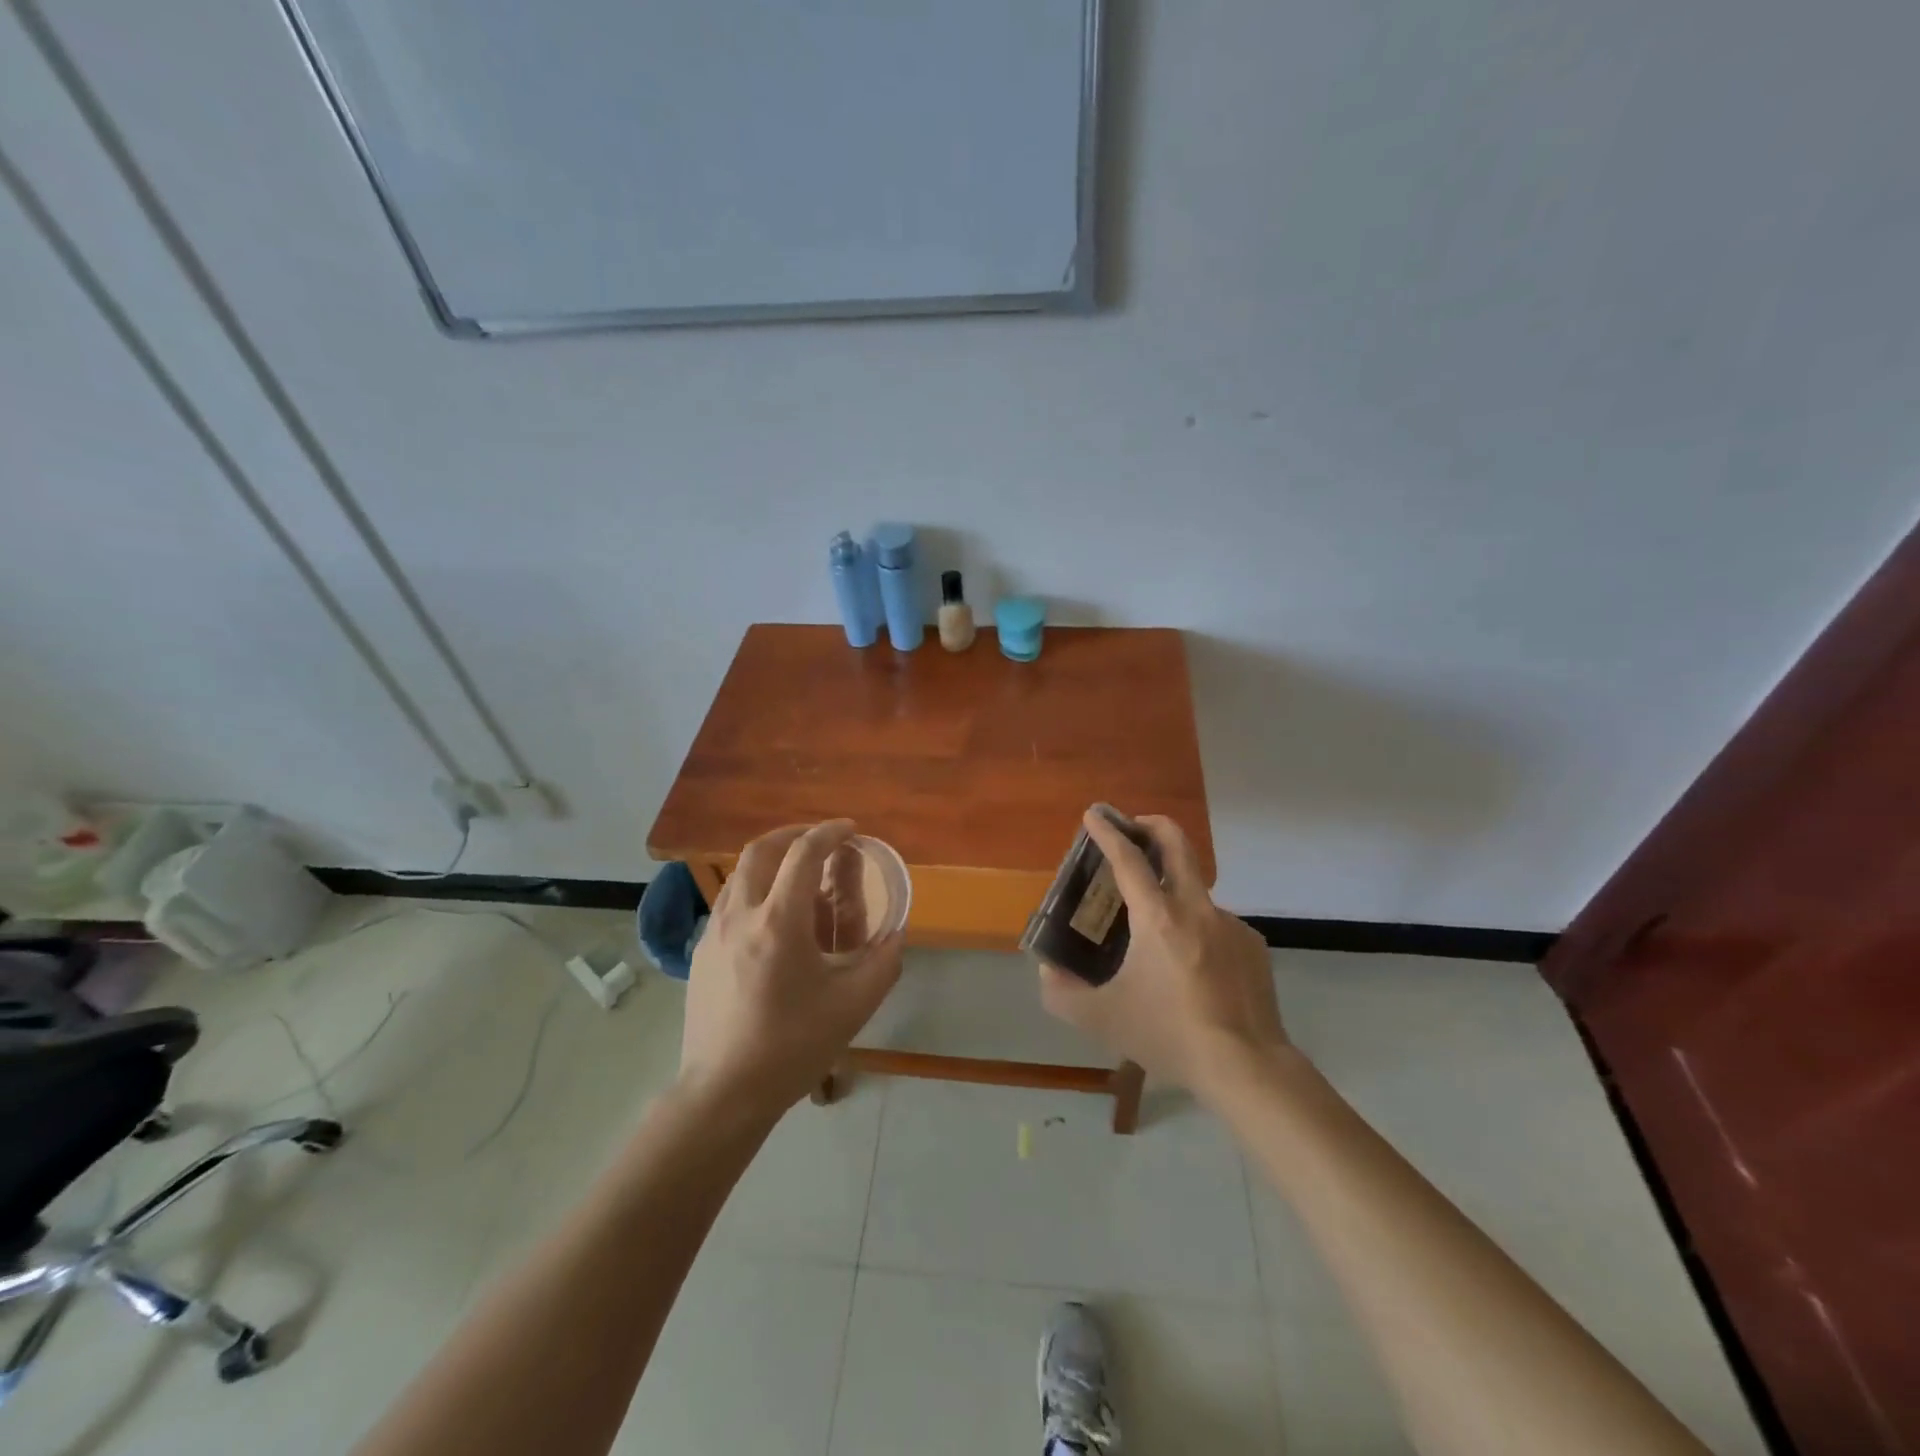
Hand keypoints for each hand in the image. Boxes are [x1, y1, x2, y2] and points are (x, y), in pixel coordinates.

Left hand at [681, 820, 902, 1117]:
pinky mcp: (700, 953)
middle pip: (761, 850)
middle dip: (793, 834)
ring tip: (798, 879)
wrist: (723, 1093)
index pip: (804, 853)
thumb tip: (896, 935)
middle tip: (820, 842)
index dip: (830, 832)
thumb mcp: (854, 1005)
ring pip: (740, 875)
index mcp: (779, 922)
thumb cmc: (792, 1046)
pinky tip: (773, 922)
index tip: (851, 830)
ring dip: (771, 862)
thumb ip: (884, 963)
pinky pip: (730, 903)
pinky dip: (755, 891)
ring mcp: (713, 933)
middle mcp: (740, 915)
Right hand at [1038, 809, 1286, 1098]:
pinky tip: (1192, 969)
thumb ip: (1062, 994)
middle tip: (1133, 828)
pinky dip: (1196, 931)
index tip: (1095, 814)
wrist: (1247, 1067)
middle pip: (1177, 845)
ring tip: (1157, 936)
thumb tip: (1047, 972)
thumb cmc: (1170, 1035)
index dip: (1108, 833)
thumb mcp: (1103, 1020)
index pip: (1129, 860)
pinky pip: (1216, 925)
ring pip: (1195, 893)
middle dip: (1151, 825)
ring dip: (1172, 894)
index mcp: (1159, 918)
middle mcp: (1197, 908)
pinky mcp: (1252, 945)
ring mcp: (1230, 924)